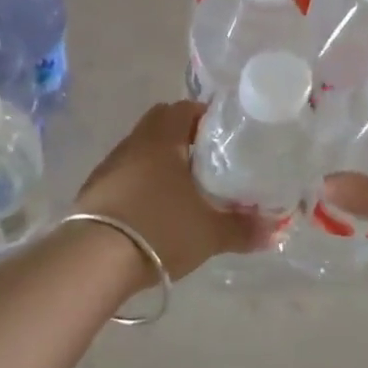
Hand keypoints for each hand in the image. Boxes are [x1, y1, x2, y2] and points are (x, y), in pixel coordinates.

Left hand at [77, 101, 272, 283]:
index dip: (204, 116)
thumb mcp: (210, 233)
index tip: (222, 136)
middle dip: (182, 137)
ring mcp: (109, 166)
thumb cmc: (160, 229)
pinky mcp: (93, 190)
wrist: (95, 259)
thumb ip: (243, 229)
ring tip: (181, 189)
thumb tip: (274, 231)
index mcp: (162, 138)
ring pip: (139, 150)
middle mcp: (133, 143)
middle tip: (206, 161)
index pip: (183, 108)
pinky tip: (152, 209)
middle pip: (159, 125)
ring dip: (158, 161)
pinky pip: (123, 174)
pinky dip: (139, 183)